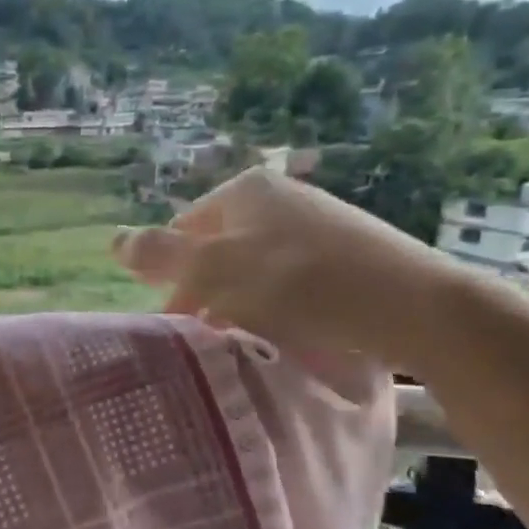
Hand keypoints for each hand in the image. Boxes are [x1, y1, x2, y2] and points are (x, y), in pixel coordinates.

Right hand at [111, 168, 463, 371]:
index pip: (181, 230)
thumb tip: (113, 239)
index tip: (171, 318)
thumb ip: (160, 255)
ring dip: (235, 303)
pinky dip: (273, 305)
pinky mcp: (345, 255)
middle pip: (216, 249)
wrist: (416, 306)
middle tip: (200, 335)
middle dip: (201, 292)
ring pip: (250, 268)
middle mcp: (280, 197)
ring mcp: (316, 224)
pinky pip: (288, 280)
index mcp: (246, 190)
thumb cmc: (301, 283)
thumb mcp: (216, 268)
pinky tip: (282, 333)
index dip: (168, 274)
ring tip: (239, 339)